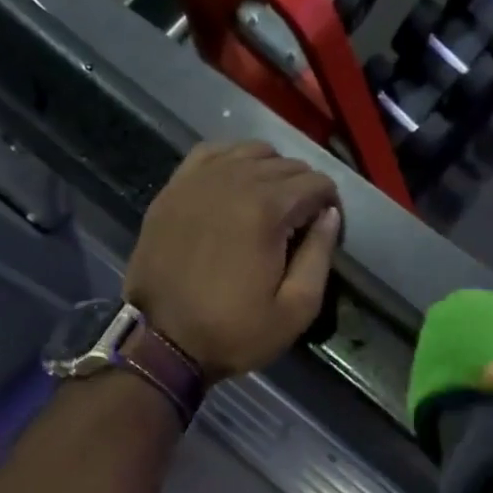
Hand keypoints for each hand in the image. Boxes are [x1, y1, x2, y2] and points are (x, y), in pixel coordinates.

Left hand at [125, 142, 341, 379]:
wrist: (162, 340)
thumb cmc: (234, 332)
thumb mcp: (295, 311)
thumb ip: (319, 257)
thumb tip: (331, 215)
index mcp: (267, 210)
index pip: (316, 183)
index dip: (330, 205)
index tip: (325, 232)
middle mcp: (234, 180)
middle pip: (285, 164)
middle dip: (303, 189)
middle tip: (301, 225)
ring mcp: (199, 180)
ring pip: (250, 151)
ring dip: (271, 172)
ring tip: (271, 207)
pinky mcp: (174, 188)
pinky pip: (212, 153)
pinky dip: (233, 162)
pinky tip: (237, 185)